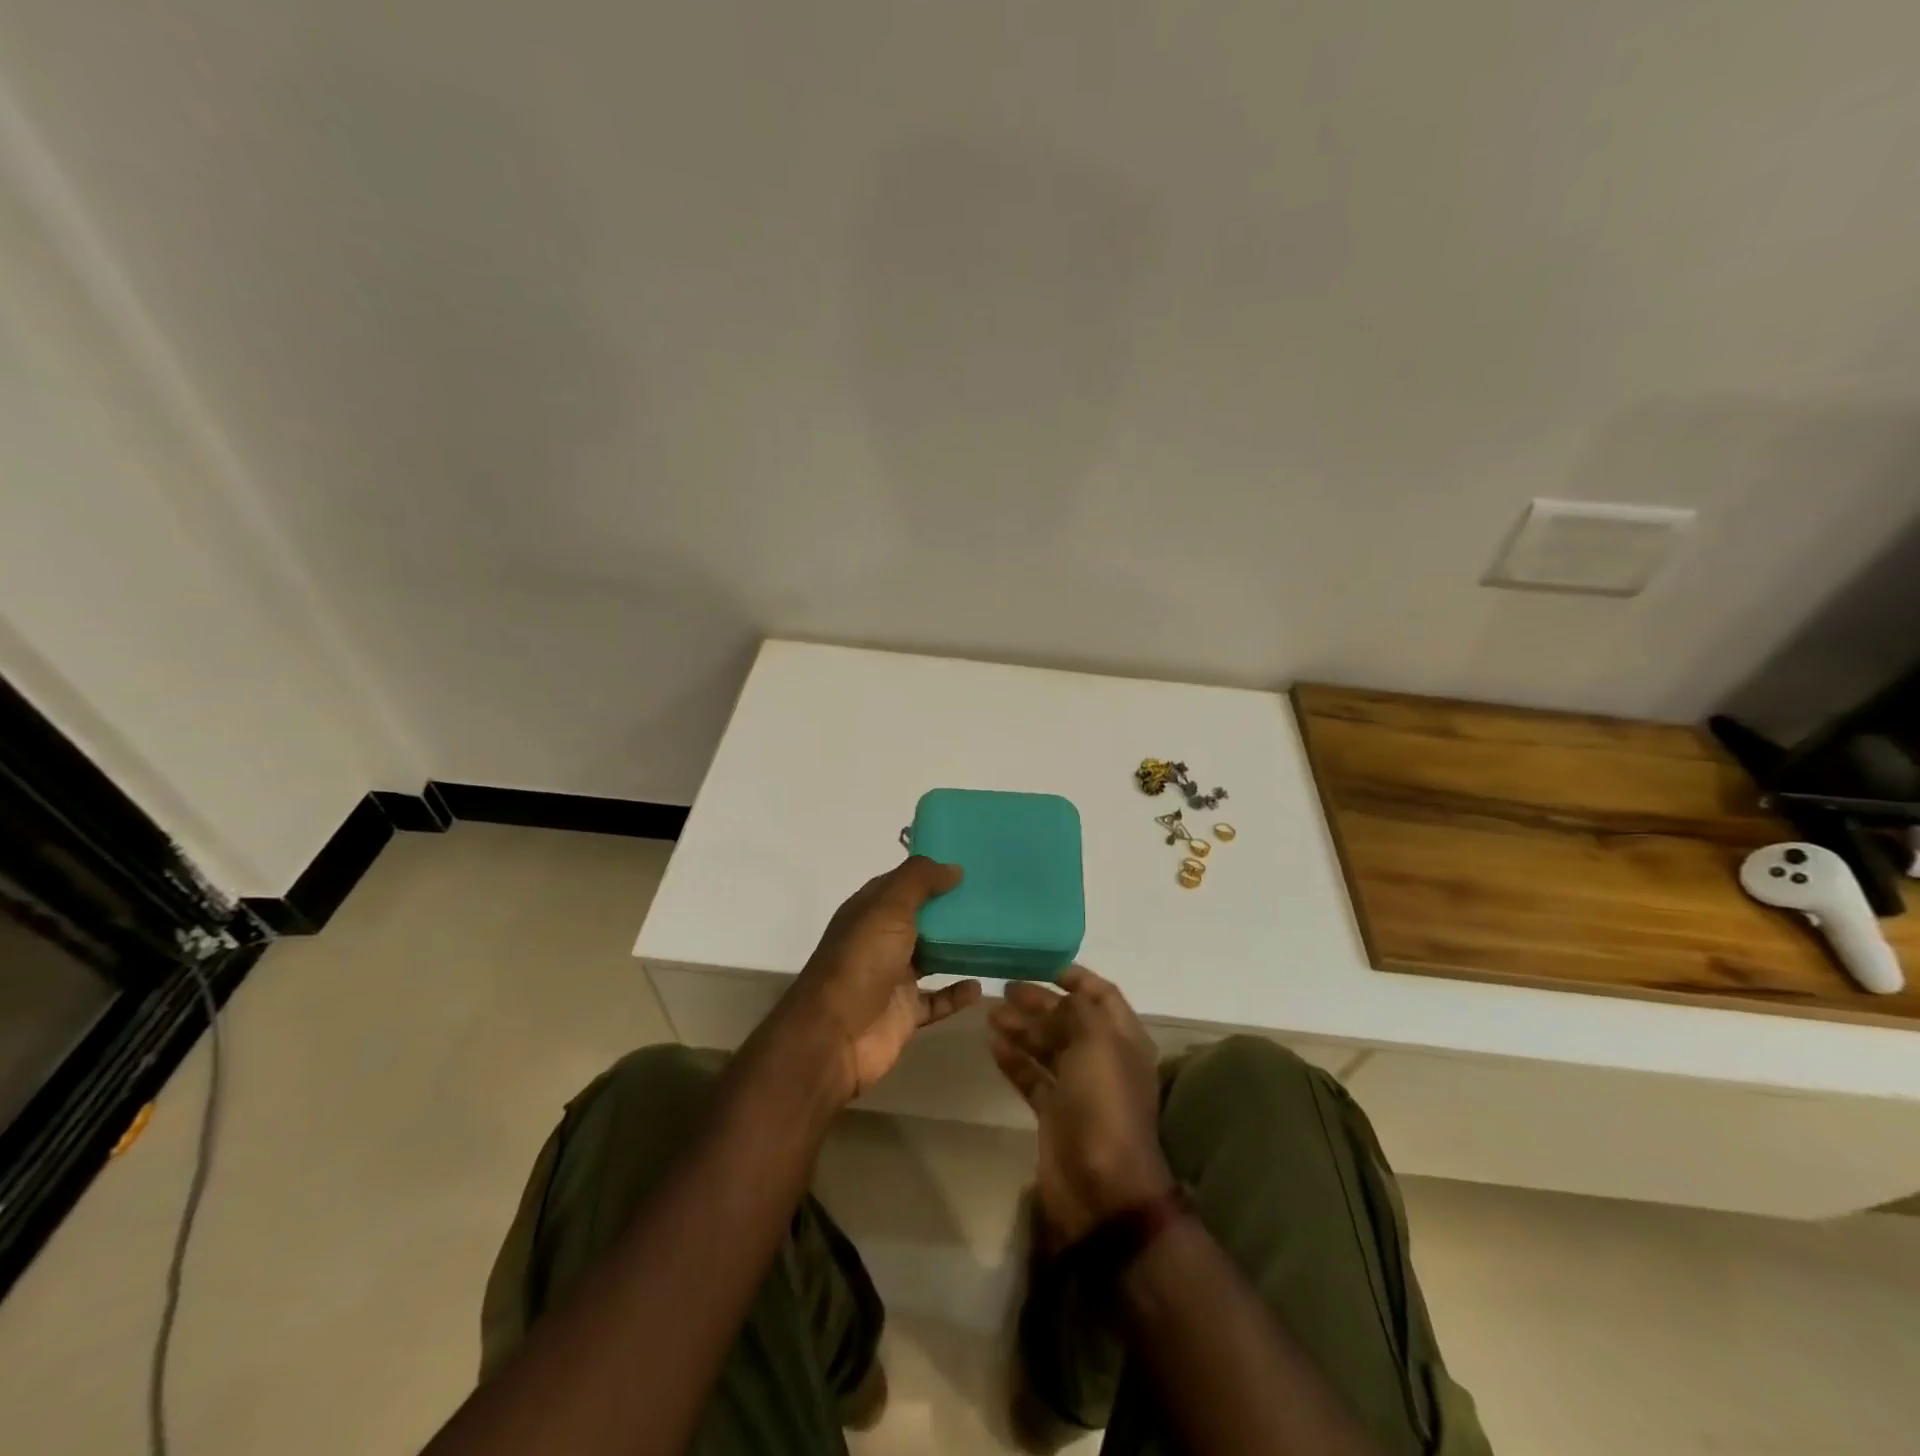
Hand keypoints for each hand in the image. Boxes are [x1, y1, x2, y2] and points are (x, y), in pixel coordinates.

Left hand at [786, 857, 979, 1099]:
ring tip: (994, 935)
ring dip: (956, 949)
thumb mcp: (888, 908)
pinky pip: (937, 1000)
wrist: (835, 1036)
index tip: (968, 865)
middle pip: (920, 919)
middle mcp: (880, 940)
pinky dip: (957, 993)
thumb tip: (954, 867)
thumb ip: (919, 881)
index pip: (901, 883)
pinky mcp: (905, 1012)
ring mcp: (892, 978)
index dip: (929, 873)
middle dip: (950, 909)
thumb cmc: (861, 962)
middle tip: (992, 898)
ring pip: (931, 957)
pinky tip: (980, 985)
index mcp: (869, 911)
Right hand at [988, 967, 1172, 1245]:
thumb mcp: (1097, 1043)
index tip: (1046, 966)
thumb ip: (1079, 1011)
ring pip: (1048, 1047)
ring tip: (991, 1014)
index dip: (1078, 979)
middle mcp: (1103, 1059)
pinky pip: (1032, 1077)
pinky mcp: (1055, 1113)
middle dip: (1041, 1002)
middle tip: (1006, 989)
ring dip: (1022, 1028)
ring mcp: (1078, 1088)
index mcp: (1123, 1039)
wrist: (1101, 1186)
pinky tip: (993, 1045)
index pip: (1102, 996)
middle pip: (1069, 1020)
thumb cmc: (1103, 1103)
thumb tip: (1061, 998)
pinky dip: (1015, 1060)